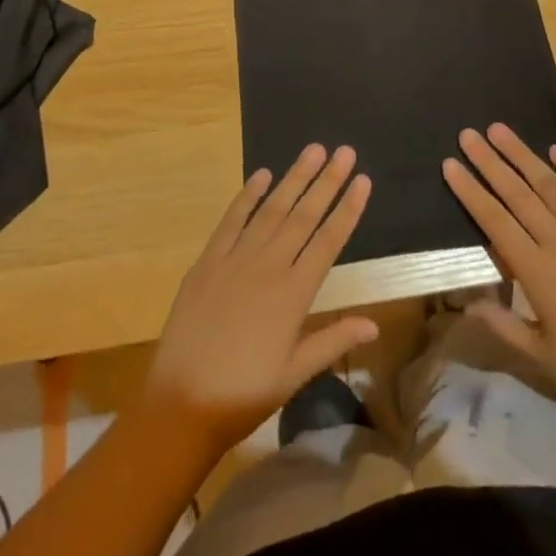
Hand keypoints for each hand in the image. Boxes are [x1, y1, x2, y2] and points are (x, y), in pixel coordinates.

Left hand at [143, 144, 378, 455]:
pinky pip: (231, 220)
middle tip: (345, 151)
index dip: (348, 209)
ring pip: (271, 210)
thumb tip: (374, 323)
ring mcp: (235, 260)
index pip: (329, 241)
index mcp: (294, 294)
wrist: (181, 405)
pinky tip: (262, 175)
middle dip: (327, 181)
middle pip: (304, 215)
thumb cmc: (244, 395)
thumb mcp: (294, 374)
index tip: (363, 179)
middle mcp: (268, 267)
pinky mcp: (207, 261)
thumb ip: (333, 341)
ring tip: (313, 151)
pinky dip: (247, 196)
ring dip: (294, 178)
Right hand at [443, 124, 555, 427]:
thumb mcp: (540, 356)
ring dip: (524, 156)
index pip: (495, 222)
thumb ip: (502, 325)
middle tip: (468, 134)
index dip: (470, 192)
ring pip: (552, 187)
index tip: (450, 164)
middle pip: (518, 195)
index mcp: (537, 273)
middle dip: (490, 162)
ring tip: (501, 130)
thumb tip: (466, 303)